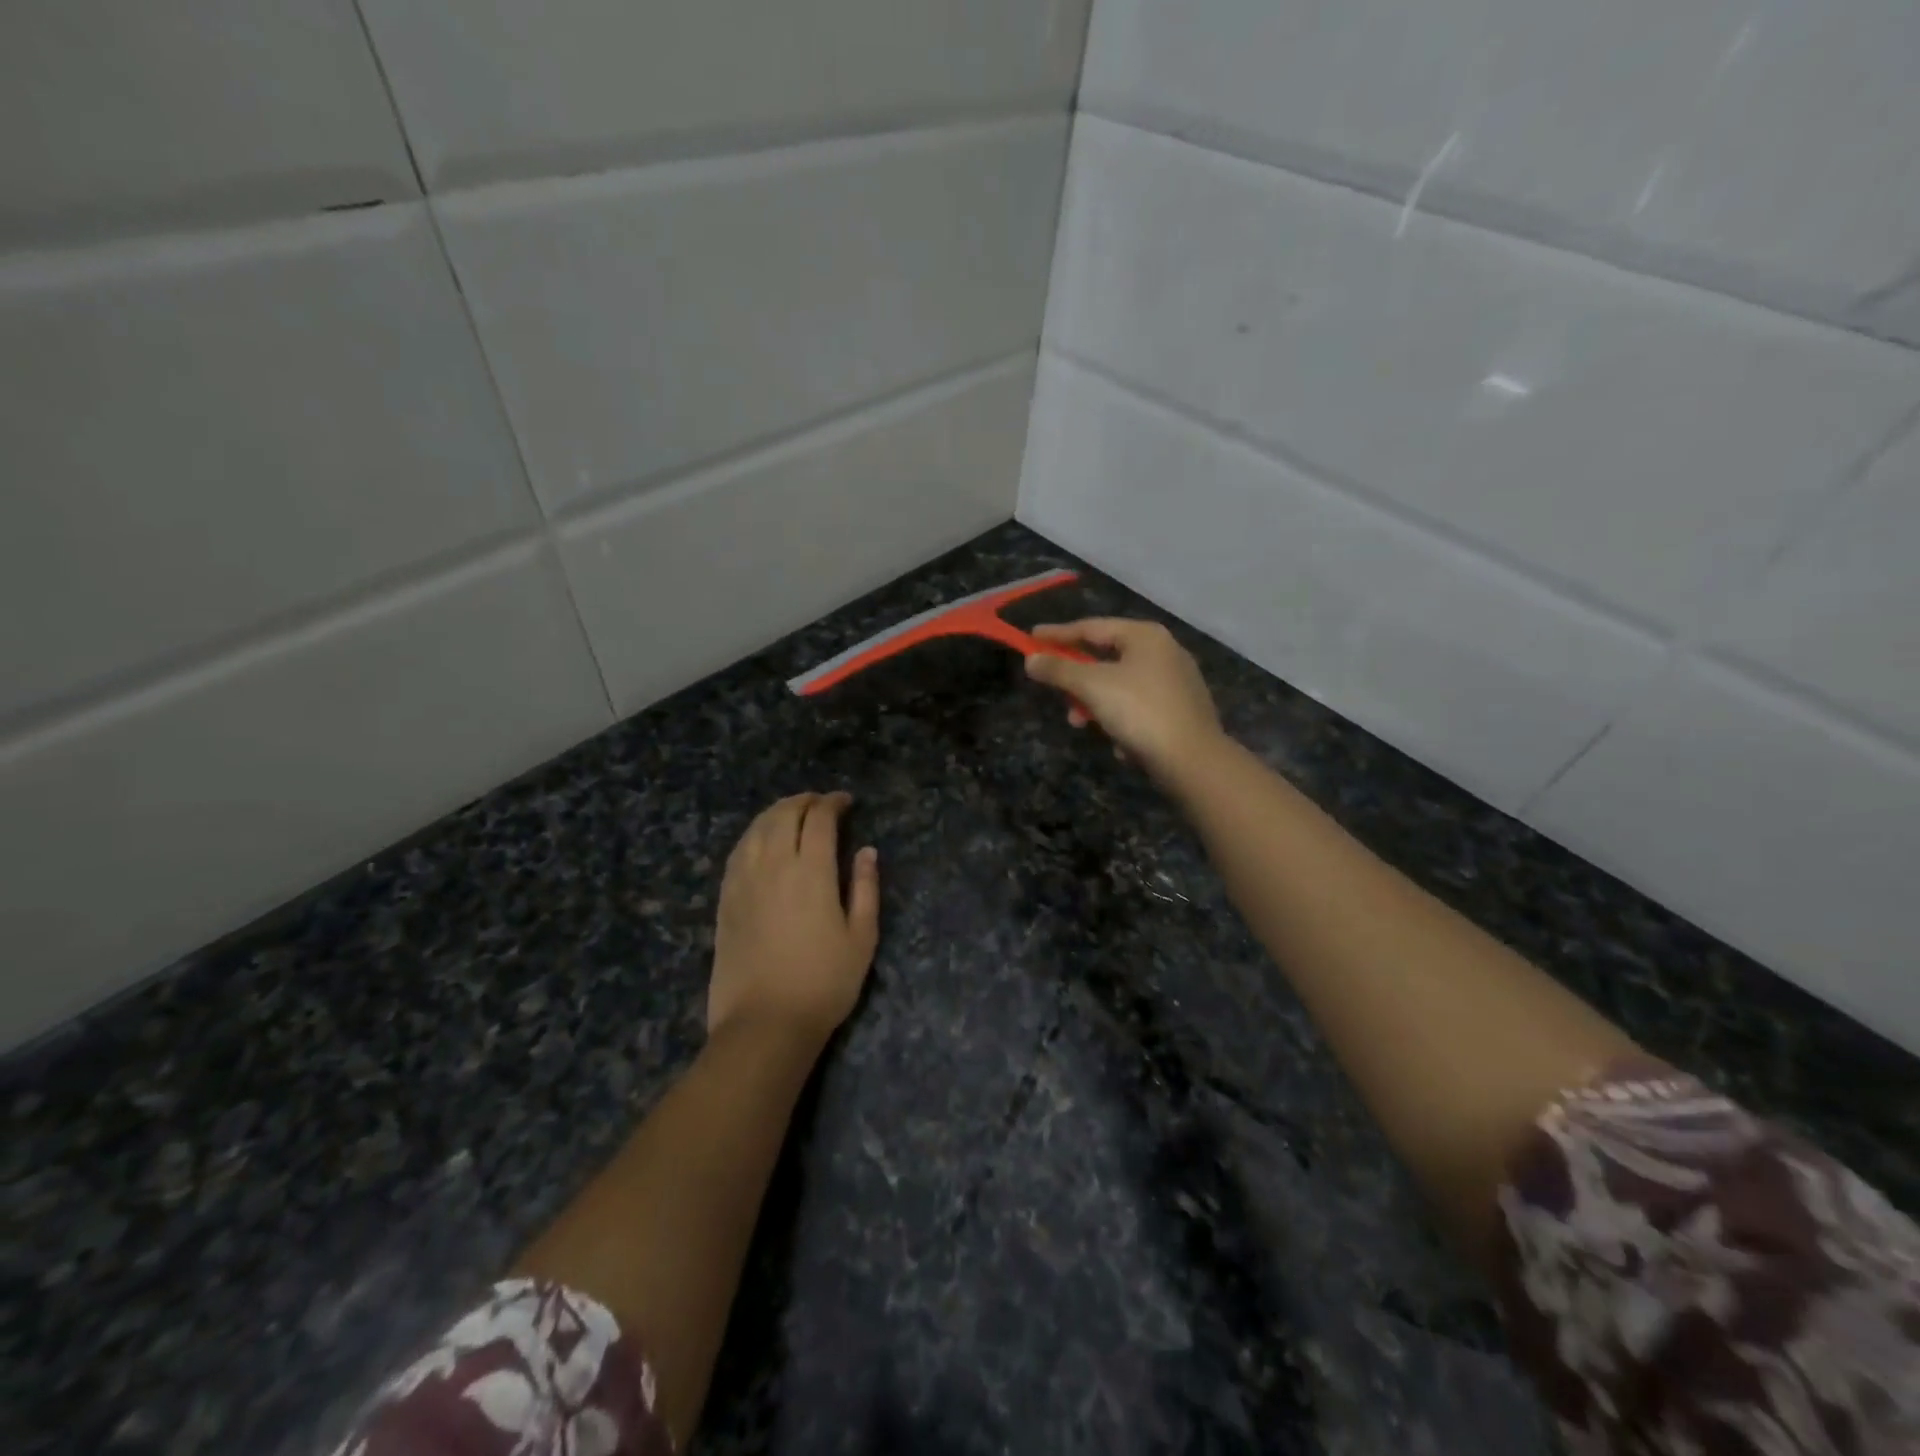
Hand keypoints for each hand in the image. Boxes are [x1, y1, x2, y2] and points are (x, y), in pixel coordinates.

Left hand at [707, 792, 879, 1045]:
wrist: (764, 1023)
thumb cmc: (824, 983)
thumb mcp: (862, 938)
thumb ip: (865, 888)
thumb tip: (866, 851)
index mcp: (811, 871)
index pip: (819, 819)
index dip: (833, 803)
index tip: (845, 801)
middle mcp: (773, 865)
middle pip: (783, 815)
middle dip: (803, 801)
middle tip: (819, 803)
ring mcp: (744, 881)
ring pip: (756, 829)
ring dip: (775, 812)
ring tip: (790, 813)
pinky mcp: (726, 899)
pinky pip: (737, 852)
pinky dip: (752, 835)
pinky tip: (760, 841)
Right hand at [1025, 619, 1225, 783]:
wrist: (1193, 760)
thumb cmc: (1140, 712)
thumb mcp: (1092, 686)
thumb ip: (1059, 670)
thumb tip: (1031, 659)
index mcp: (1145, 636)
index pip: (1091, 627)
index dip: (1057, 634)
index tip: (1031, 639)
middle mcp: (1164, 651)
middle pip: (1106, 658)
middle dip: (1077, 680)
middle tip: (1058, 695)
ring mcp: (1176, 682)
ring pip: (1121, 686)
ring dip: (1096, 705)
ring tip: (1082, 725)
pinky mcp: (1181, 710)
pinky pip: (1139, 708)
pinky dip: (1122, 720)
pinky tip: (1119, 742)